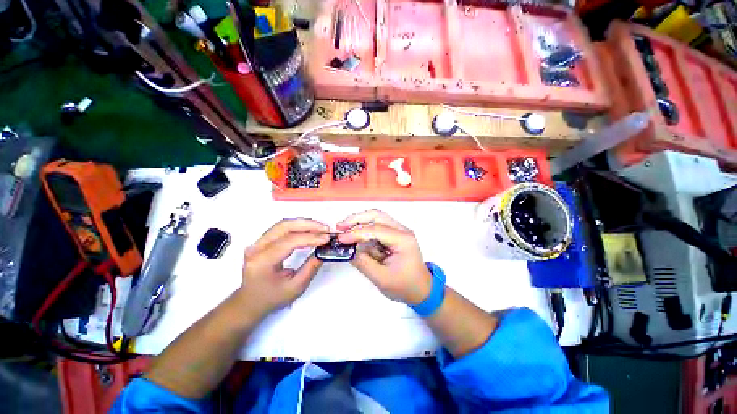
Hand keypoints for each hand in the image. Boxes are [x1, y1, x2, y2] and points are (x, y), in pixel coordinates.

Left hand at [239, 218, 329, 315]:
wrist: (251, 301)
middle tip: (325, 229)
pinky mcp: (262, 241)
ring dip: (304, 223)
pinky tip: (309, 230)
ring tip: (320, 228)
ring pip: (283, 224)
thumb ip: (311, 267)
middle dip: (308, 225)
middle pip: (284, 227)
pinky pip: (282, 228)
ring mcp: (257, 243)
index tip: (326, 238)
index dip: (310, 238)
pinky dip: (298, 226)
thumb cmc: (272, 298)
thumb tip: (323, 250)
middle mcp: (256, 249)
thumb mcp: (295, 287)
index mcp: (262, 262)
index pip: (288, 242)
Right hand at [337, 210, 431, 304]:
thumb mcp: (382, 278)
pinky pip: (378, 226)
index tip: (341, 239)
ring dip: (360, 222)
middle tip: (340, 226)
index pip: (376, 230)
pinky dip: (365, 229)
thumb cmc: (404, 286)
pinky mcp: (395, 235)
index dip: (356, 233)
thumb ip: (363, 263)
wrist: (421, 289)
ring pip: (377, 218)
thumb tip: (348, 250)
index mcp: (403, 240)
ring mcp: (399, 231)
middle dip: (357, 219)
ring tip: (344, 229)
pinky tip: (356, 236)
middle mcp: (402, 230)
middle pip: (377, 215)